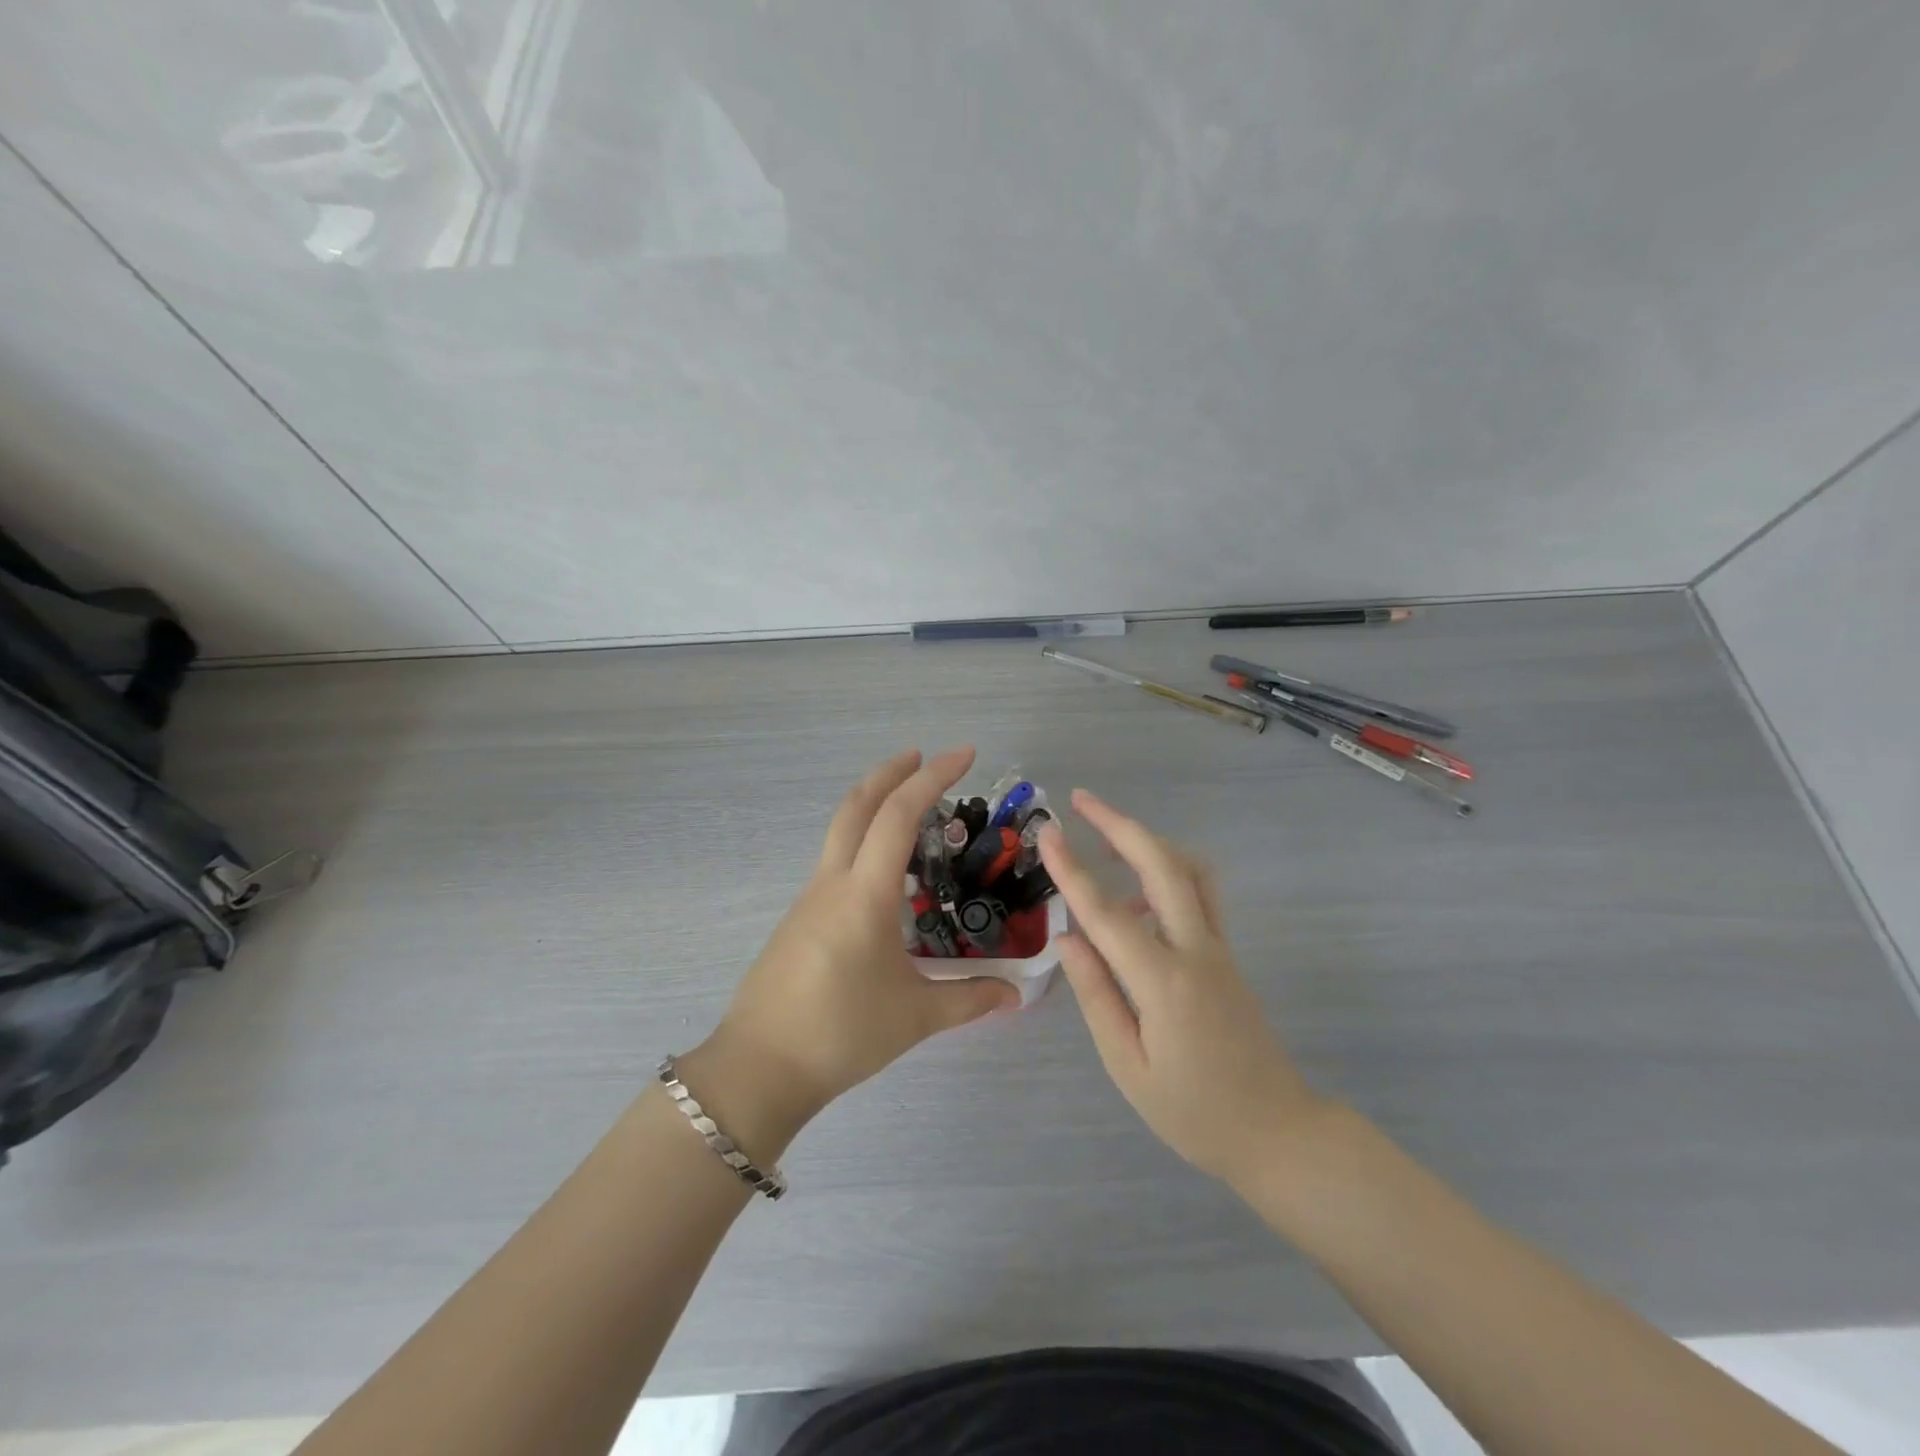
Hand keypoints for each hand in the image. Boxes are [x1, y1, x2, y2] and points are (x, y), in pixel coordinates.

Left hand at [699, 748, 1018, 1132]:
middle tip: (924, 756)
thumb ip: (970, 999)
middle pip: (857, 805)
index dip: (932, 777)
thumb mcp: (916, 1016)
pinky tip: (886, 875)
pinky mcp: (799, 917)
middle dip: (891, 771)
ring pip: (841, 829)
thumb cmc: (841, 1033)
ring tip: (911, 810)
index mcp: (864, 893)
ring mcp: (809, 897)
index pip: (898, 815)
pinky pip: (836, 860)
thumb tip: (1015, 996)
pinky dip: (863, 841)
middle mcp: (833, 881)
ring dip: (874, 804)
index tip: (964, 755)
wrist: (759, 1067)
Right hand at [1038, 789, 1327, 1181]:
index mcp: (1163, 982)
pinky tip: (1136, 896)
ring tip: (1106, 836)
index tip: (1048, 833)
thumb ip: (1096, 995)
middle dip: (1120, 824)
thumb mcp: (1128, 1066)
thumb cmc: (1194, 1112)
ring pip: (1189, 870)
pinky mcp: (1228, 954)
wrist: (1279, 1133)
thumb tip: (1067, 939)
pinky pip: (1199, 894)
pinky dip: (1166, 872)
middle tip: (1082, 800)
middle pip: (1162, 865)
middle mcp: (1196, 950)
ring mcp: (1219, 948)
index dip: (1072, 870)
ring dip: (1148, 841)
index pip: (1106, 912)